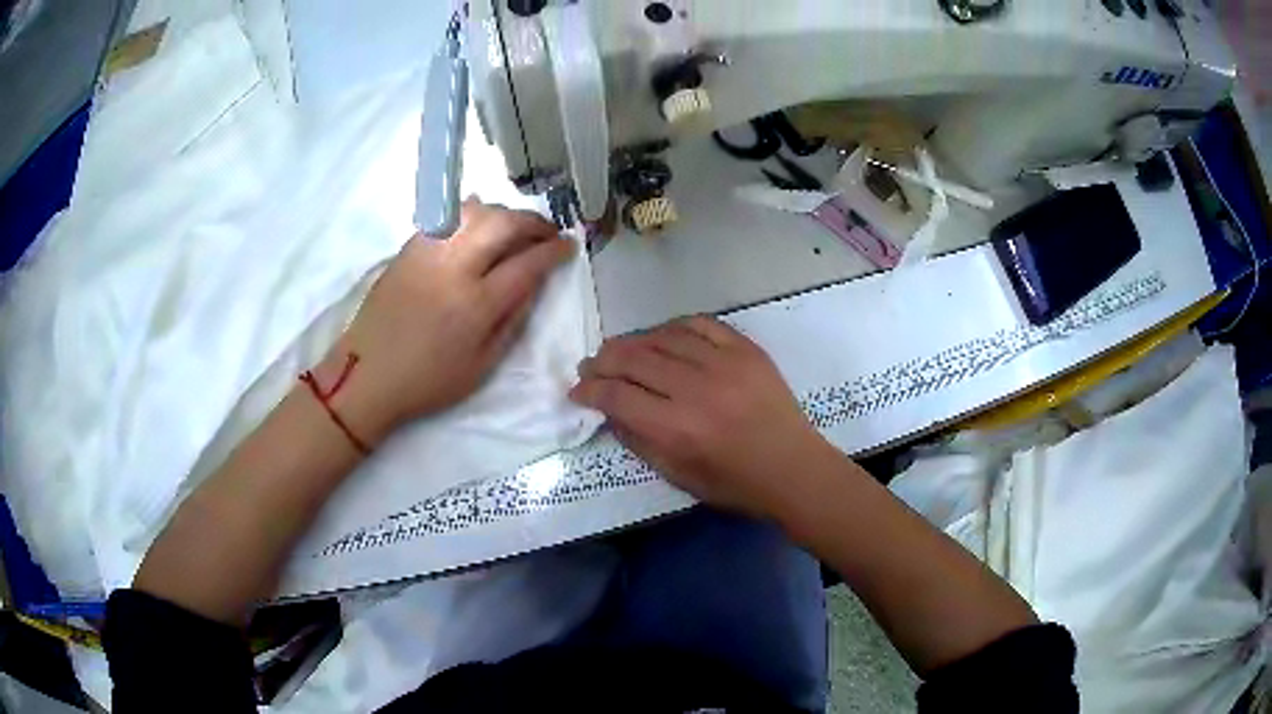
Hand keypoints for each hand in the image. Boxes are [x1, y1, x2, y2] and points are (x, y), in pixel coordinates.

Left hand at [317, 201, 572, 445]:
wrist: (367, 375)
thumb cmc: (427, 381)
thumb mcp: (481, 366)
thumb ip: (512, 322)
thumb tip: (534, 284)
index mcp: (476, 305)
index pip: (527, 263)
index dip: (554, 251)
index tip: (569, 246)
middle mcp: (454, 269)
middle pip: (504, 224)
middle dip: (534, 222)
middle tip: (547, 232)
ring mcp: (428, 253)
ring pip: (475, 211)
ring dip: (504, 212)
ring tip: (514, 227)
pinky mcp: (409, 248)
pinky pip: (446, 216)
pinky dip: (470, 212)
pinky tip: (480, 221)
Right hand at [569, 316, 841, 519]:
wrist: (792, 468)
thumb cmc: (734, 483)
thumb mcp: (677, 476)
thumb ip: (638, 440)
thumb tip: (609, 409)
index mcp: (676, 428)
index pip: (616, 395)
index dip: (589, 389)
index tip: (578, 390)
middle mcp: (695, 389)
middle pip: (632, 359)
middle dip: (602, 361)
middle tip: (591, 366)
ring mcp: (723, 363)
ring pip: (662, 337)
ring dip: (633, 342)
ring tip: (620, 350)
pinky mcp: (745, 349)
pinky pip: (699, 324)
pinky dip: (673, 328)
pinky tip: (662, 337)